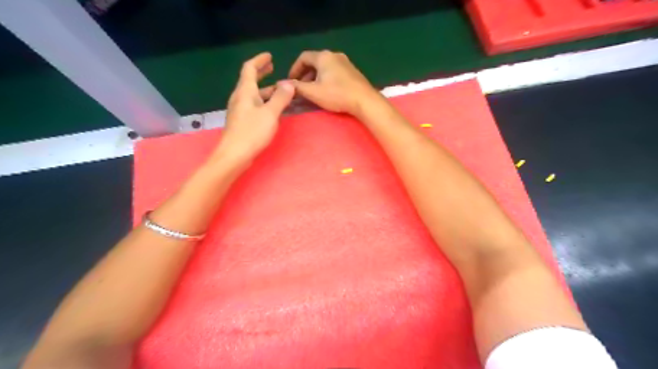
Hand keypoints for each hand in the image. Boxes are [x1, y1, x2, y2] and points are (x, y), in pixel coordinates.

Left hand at [217, 52, 295, 165]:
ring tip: (278, 89)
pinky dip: (263, 101)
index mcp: (245, 92)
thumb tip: (288, 83)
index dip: (259, 60)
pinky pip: (253, 105)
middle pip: (249, 80)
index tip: (270, 56)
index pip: (249, 69)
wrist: (234, 155)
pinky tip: (271, 108)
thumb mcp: (270, 114)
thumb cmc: (252, 132)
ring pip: (253, 94)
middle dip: (261, 72)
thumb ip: (280, 98)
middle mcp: (240, 98)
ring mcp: (240, 110)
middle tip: (272, 67)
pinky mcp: (242, 121)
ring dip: (264, 89)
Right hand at [288, 50, 385, 116]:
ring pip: (325, 68)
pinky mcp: (353, 72)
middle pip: (314, 62)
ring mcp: (345, 62)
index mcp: (323, 56)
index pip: (303, 58)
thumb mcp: (313, 92)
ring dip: (316, 78)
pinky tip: (327, 92)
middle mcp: (334, 55)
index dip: (294, 69)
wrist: (364, 100)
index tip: (290, 82)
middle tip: (300, 89)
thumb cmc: (337, 95)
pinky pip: (334, 72)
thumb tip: (281, 84)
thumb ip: (297, 87)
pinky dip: (326, 79)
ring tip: (312, 92)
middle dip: (305, 75)